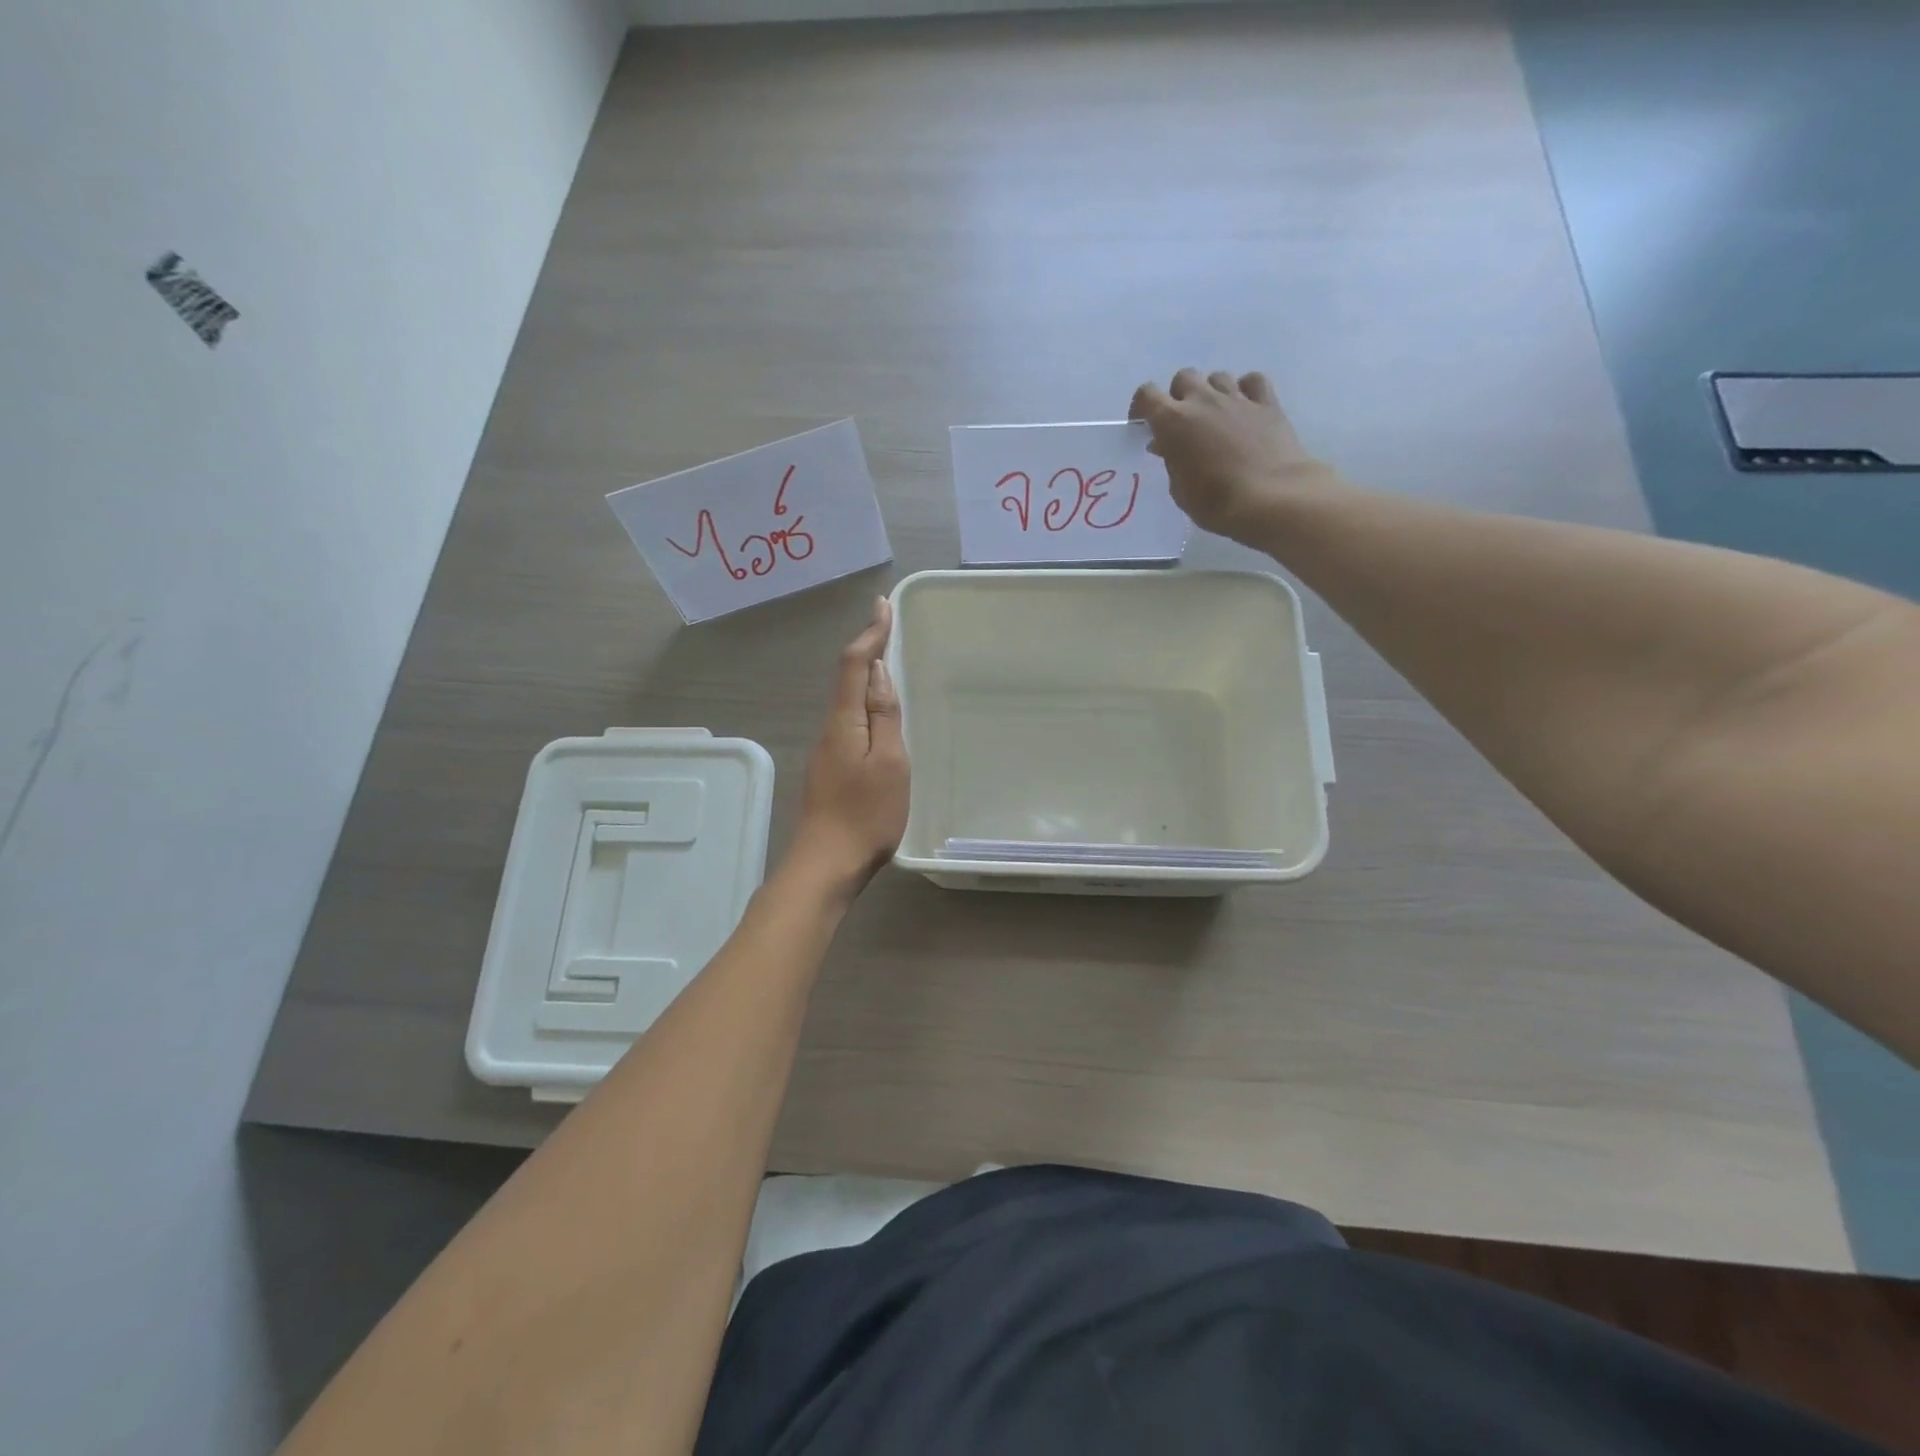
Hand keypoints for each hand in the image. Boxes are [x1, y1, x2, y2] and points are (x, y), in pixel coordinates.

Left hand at [788, 597, 909, 896]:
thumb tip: (879, 674)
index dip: (870, 633)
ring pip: (847, 702)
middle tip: (889, 628)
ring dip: (866, 677)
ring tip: (889, 662)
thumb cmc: (866, 815)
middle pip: (847, 679)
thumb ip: (884, 716)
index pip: (854, 665)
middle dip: (867, 649)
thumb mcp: (889, 763)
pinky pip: (849, 723)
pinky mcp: (830, 770)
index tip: (882, 605)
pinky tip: (878, 715)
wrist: (826, 865)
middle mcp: (830, 729)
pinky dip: (865, 705)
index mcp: (844, 722)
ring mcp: (827, 751)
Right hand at [1129, 368, 1345, 544]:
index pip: (1147, 394)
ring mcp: (1237, 398)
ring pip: (1217, 377)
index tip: (1144, 424)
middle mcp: (1203, 400)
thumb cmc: (1215, 502)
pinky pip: (1252, 381)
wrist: (1271, 498)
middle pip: (1184, 378)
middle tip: (1184, 423)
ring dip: (1212, 392)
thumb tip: (1167, 445)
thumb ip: (1171, 461)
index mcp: (1173, 421)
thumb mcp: (1180, 489)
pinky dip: (1245, 390)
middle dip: (1180, 396)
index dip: (1142, 406)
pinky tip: (1245, 408)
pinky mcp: (1267, 402)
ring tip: (1216, 417)